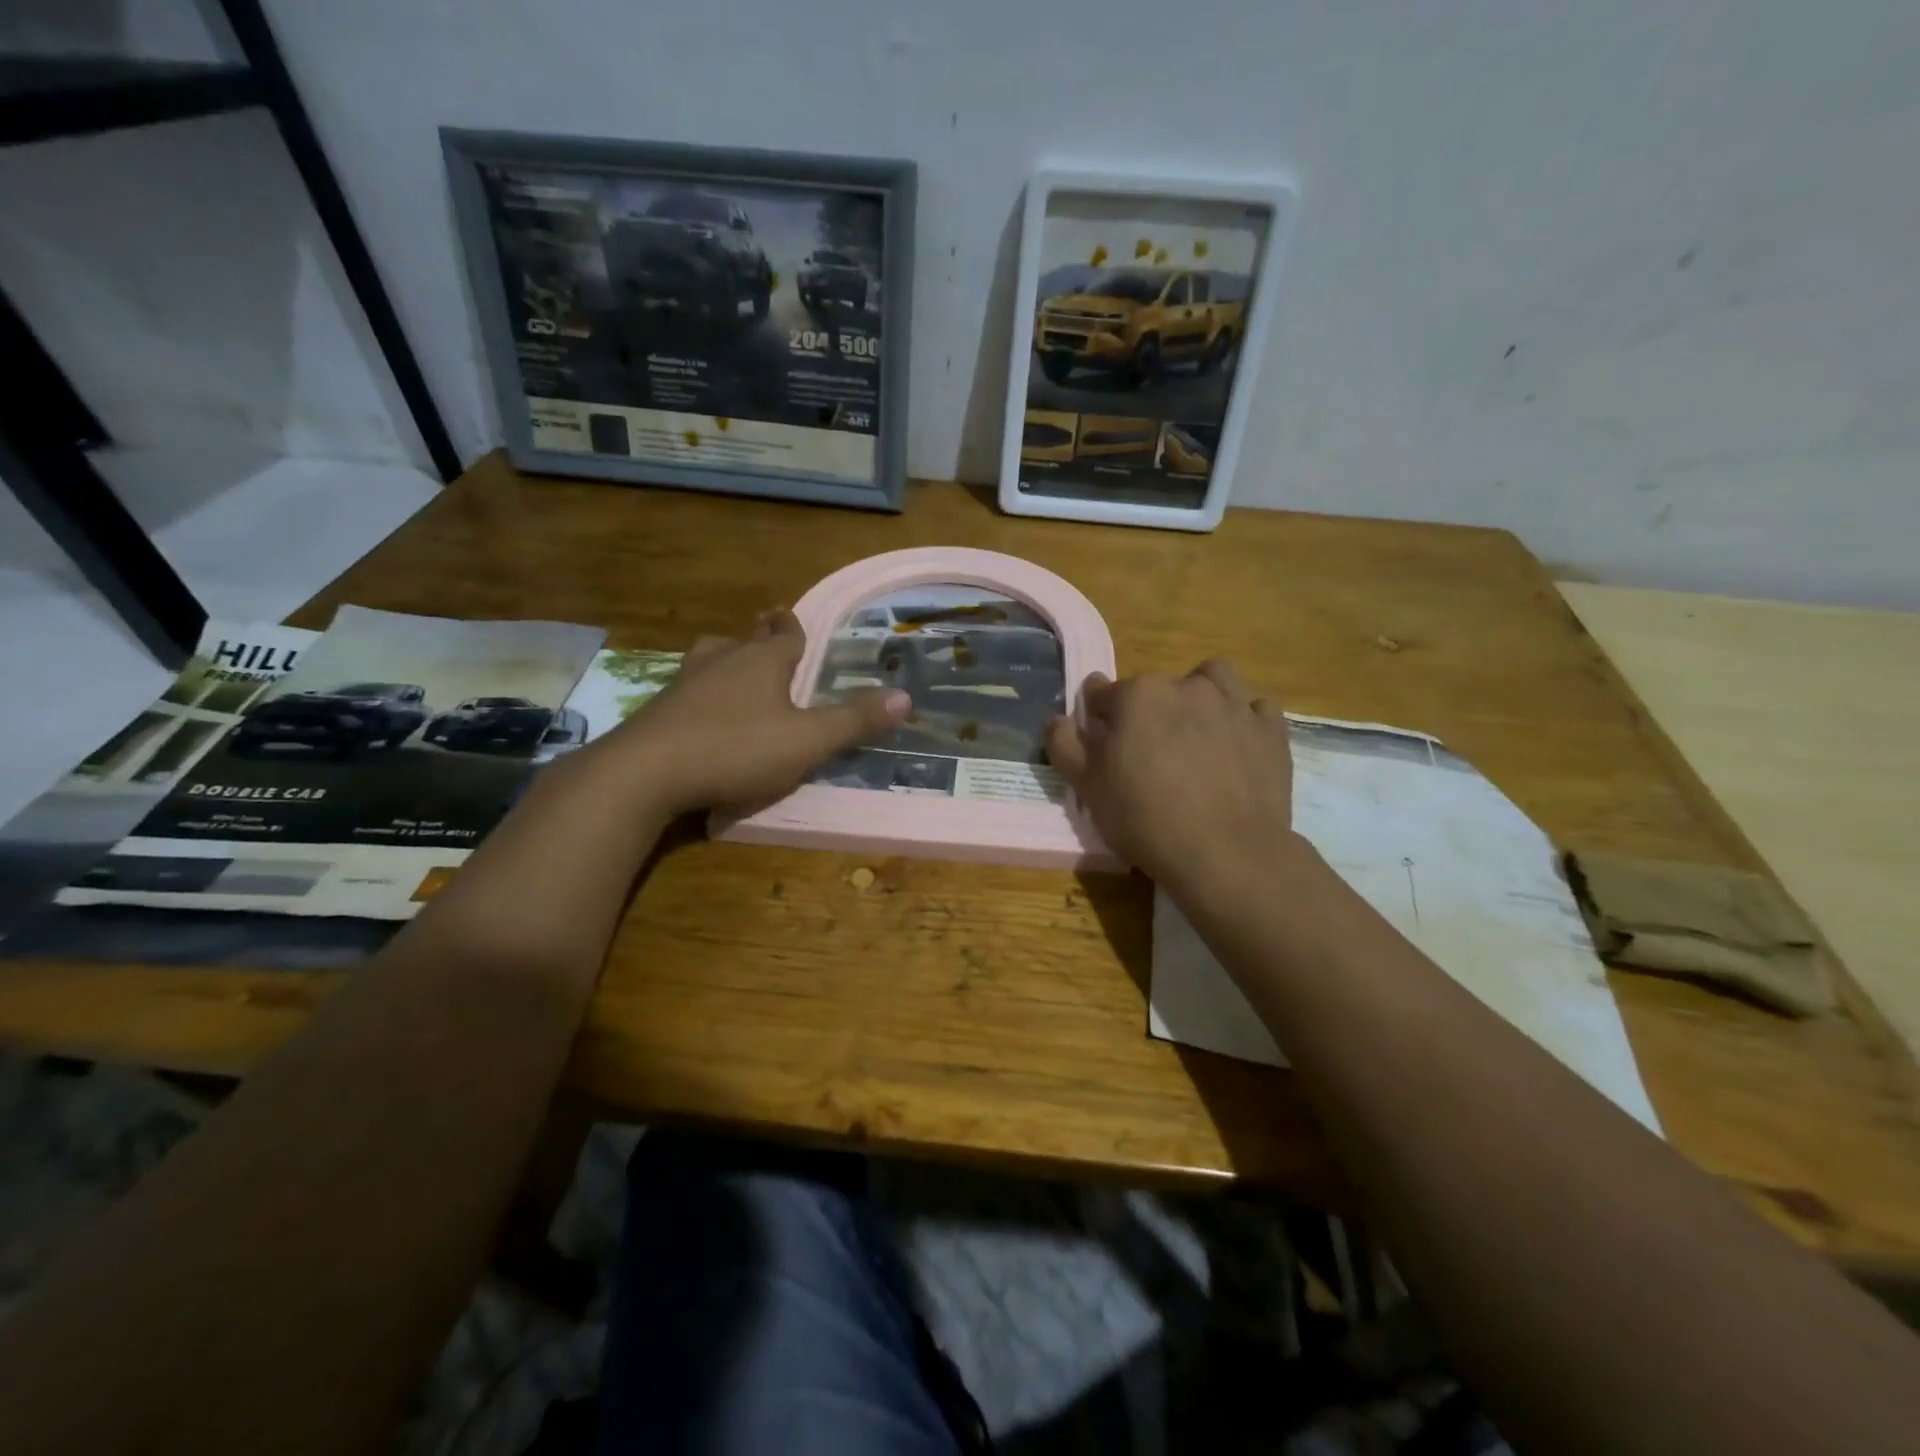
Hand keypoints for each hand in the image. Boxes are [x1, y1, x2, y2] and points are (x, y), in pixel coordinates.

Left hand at [592, 609, 909, 815]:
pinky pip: (687, 692)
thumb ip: (855, 720)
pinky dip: (701, 696)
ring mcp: (684, 684)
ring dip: (725, 663)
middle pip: (742, 640)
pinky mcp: (657, 711)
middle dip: (757, 639)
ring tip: (734, 674)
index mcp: (761, 661)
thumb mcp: (808, 741)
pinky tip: (703, 717)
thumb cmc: (736, 749)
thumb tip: (906, 697)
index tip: (791, 616)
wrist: (645, 774)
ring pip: (709, 660)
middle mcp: (721, 662)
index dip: (792, 626)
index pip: (784, 633)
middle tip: (767, 641)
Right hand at [1046, 659, 1300, 891]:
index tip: (1100, 744)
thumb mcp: (1087, 787)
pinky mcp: (1271, 729)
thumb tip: (1058, 718)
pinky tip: (1236, 744)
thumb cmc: (1145, 818)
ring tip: (1196, 731)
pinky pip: (1255, 708)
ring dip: (1200, 695)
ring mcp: (1234, 704)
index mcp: (1137, 695)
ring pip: (1213, 679)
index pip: (1102, 694)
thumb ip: (1065, 745)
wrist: (1226, 853)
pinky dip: (1244, 719)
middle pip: (1157, 687)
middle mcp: (1186, 686)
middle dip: (1148, 711)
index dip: (1097, 718)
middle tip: (1148, 754)